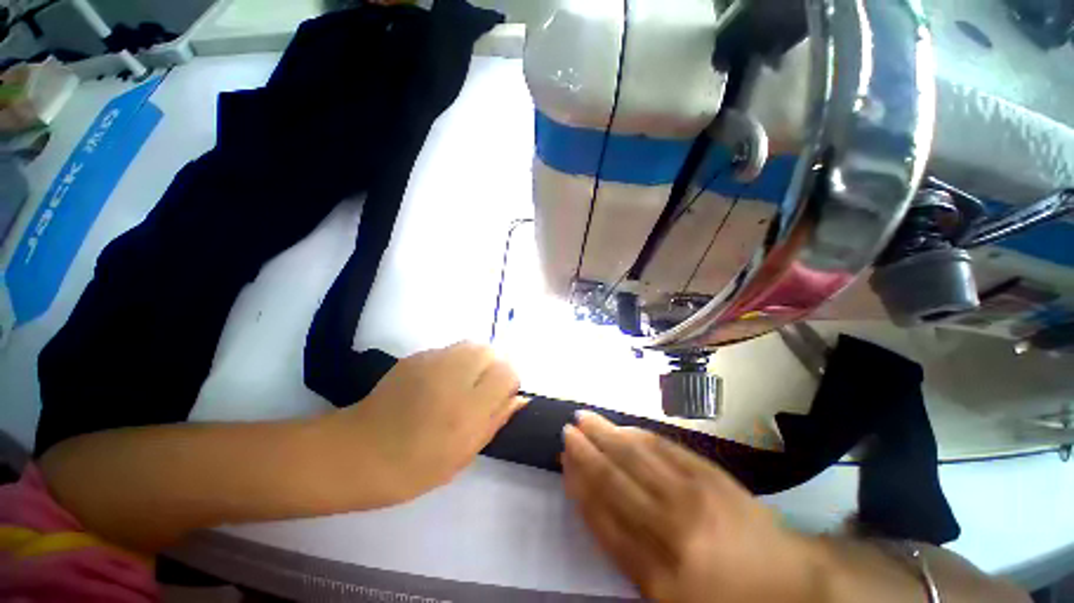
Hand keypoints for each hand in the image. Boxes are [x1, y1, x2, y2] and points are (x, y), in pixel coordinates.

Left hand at [326, 341, 525, 503]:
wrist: (355, 453)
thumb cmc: (414, 467)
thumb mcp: (464, 454)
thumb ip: (496, 420)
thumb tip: (519, 398)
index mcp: (468, 408)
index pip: (508, 372)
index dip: (509, 384)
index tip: (499, 400)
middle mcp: (453, 376)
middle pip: (492, 352)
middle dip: (495, 368)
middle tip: (481, 393)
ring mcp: (432, 362)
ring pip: (473, 346)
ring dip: (477, 362)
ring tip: (462, 385)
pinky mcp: (417, 356)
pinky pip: (451, 350)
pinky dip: (457, 361)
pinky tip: (440, 382)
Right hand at [562, 411, 823, 602]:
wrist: (792, 586)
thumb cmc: (725, 601)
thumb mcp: (670, 599)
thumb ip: (629, 559)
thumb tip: (596, 509)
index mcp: (658, 574)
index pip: (603, 518)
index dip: (579, 486)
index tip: (564, 462)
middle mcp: (671, 529)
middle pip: (615, 481)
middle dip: (586, 452)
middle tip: (567, 430)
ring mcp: (693, 495)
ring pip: (637, 457)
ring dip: (606, 435)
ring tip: (585, 418)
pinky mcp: (712, 475)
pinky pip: (666, 449)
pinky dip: (640, 436)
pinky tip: (624, 427)